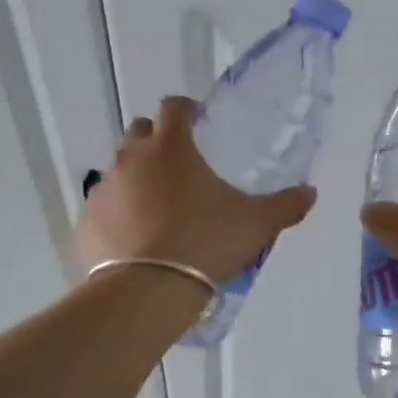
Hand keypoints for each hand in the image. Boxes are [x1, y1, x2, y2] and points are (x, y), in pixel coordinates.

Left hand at [77, 96, 317, 285]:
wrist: (148, 290)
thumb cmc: (206, 243)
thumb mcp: (256, 225)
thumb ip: (285, 205)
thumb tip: (310, 193)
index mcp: (171, 147)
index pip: (174, 107)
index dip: (187, 110)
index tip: (199, 123)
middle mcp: (131, 158)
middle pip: (139, 131)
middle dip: (157, 140)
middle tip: (180, 168)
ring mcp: (105, 189)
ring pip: (120, 170)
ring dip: (137, 179)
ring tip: (159, 209)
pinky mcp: (87, 221)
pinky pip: (104, 208)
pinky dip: (118, 214)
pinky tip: (135, 239)